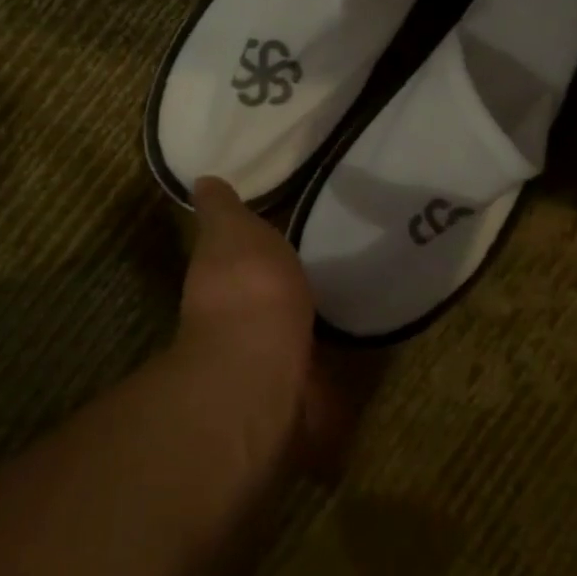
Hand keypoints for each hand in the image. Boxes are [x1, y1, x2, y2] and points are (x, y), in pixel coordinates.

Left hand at [177, 178, 358, 476]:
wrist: (263, 367)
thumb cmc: (246, 288)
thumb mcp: (230, 229)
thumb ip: (222, 209)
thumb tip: (203, 181)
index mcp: (224, 281)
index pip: (238, 260)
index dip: (255, 249)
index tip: (287, 232)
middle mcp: (244, 323)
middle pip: (271, 301)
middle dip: (293, 290)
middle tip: (337, 264)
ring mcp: (275, 362)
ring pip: (299, 336)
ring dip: (320, 325)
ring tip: (362, 299)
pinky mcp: (310, 394)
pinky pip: (330, 372)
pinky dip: (347, 363)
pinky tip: (373, 337)